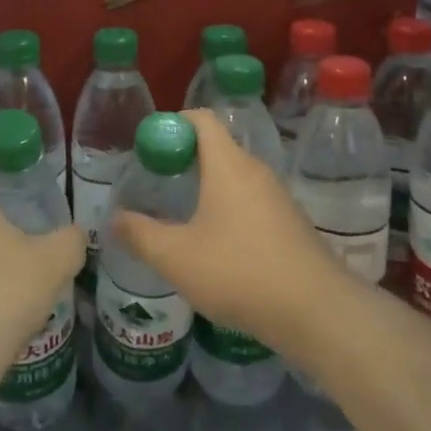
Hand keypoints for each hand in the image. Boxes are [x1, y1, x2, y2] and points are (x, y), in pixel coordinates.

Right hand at [111, 109, 349, 363]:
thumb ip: (140, 235)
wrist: (317, 311)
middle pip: (217, 147)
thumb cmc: (239, 272)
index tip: (150, 147)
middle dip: (185, 158)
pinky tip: (217, 244)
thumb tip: (114, 219)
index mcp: (228, 164)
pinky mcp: (291, 223)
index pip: (202, 119)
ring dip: (208, 186)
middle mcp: (255, 170)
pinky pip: (251, 200)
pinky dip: (229, 208)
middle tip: (158, 183)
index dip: (173, 123)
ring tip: (182, 215)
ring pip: (235, 176)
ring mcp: (278, 196)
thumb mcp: (177, 257)